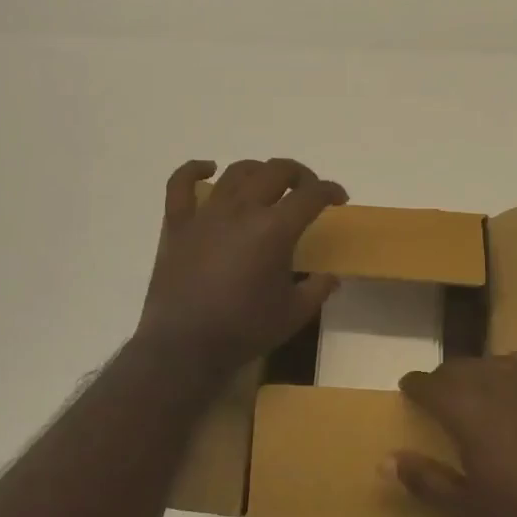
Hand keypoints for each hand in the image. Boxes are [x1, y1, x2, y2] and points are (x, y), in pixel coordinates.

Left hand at [136, 158, 346, 378]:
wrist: (185, 346)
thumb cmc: (244, 330)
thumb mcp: (294, 314)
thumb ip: (317, 290)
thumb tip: (331, 277)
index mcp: (275, 229)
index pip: (311, 195)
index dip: (330, 190)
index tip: (339, 198)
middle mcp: (242, 210)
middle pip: (276, 171)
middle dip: (300, 174)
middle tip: (307, 190)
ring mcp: (206, 213)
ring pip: (237, 172)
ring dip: (259, 171)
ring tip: (268, 184)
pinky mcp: (177, 224)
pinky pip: (180, 184)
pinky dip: (194, 170)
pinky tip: (208, 170)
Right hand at [392, 348, 516, 516]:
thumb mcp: (470, 511)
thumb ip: (426, 481)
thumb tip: (386, 460)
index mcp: (468, 410)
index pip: (430, 384)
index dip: (415, 385)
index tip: (408, 390)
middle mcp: (499, 382)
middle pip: (461, 368)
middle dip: (445, 380)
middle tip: (439, 400)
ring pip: (495, 362)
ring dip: (479, 373)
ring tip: (477, 392)